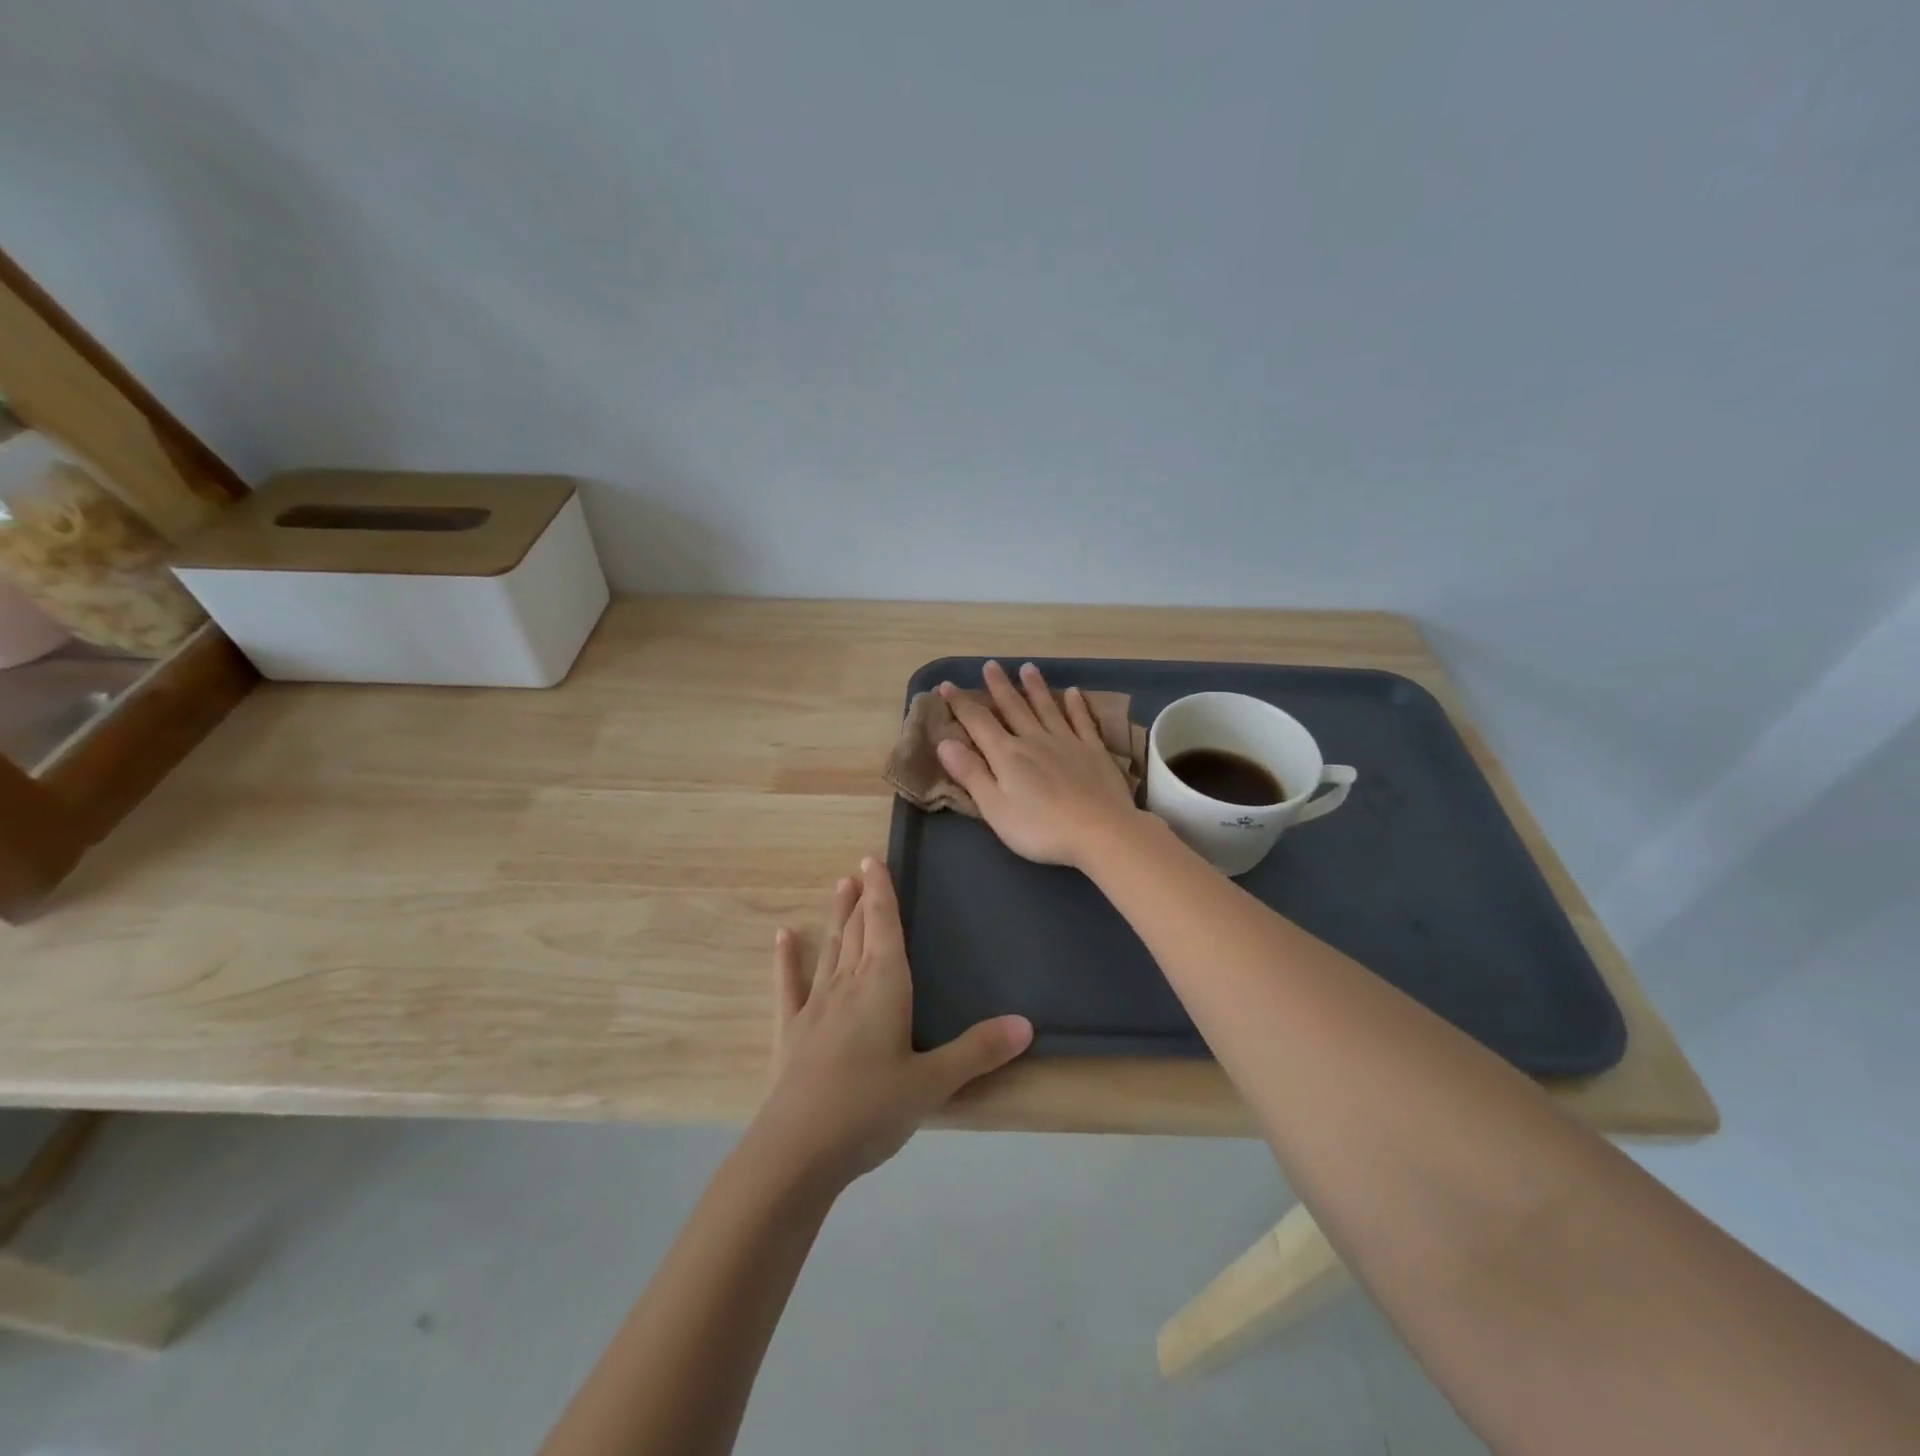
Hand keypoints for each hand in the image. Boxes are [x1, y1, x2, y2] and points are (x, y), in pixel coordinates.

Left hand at [756, 858, 1032, 1188]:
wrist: (798, 1150)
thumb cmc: (871, 1109)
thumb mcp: (933, 1083)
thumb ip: (978, 1051)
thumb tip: (1026, 1024)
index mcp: (884, 985)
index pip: (885, 925)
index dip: (882, 892)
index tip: (874, 860)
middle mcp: (848, 984)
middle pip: (859, 931)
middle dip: (864, 899)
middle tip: (862, 870)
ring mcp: (815, 1006)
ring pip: (831, 949)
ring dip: (837, 918)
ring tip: (840, 887)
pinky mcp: (791, 1031)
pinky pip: (789, 985)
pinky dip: (787, 959)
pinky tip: (783, 937)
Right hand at [934, 660, 1143, 868]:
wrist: (1101, 832)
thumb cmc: (1041, 828)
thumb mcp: (995, 808)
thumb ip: (971, 774)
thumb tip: (944, 742)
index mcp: (1007, 755)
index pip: (978, 722)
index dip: (961, 704)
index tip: (946, 686)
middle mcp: (1035, 739)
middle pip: (1013, 707)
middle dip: (999, 686)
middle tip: (990, 665)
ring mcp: (1067, 742)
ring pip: (1047, 707)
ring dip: (1035, 687)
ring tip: (1028, 668)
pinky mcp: (1094, 750)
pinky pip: (1082, 721)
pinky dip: (1076, 705)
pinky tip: (1074, 693)